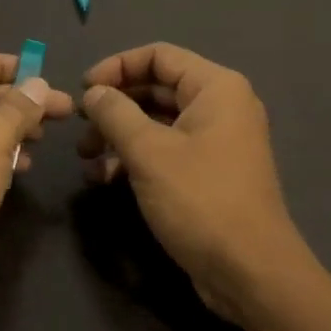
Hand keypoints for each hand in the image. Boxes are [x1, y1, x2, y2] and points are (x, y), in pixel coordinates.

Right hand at [78, 43, 316, 325]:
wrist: (251, 274)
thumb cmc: (201, 200)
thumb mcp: (149, 152)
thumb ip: (115, 113)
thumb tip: (94, 92)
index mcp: (216, 88)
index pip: (159, 56)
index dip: (117, 66)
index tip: (84, 89)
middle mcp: (220, 107)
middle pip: (156, 88)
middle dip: (114, 105)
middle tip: (80, 126)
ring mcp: (215, 142)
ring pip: (157, 122)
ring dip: (119, 135)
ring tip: (85, 157)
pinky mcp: (207, 173)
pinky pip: (165, 151)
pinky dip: (135, 158)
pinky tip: (103, 178)